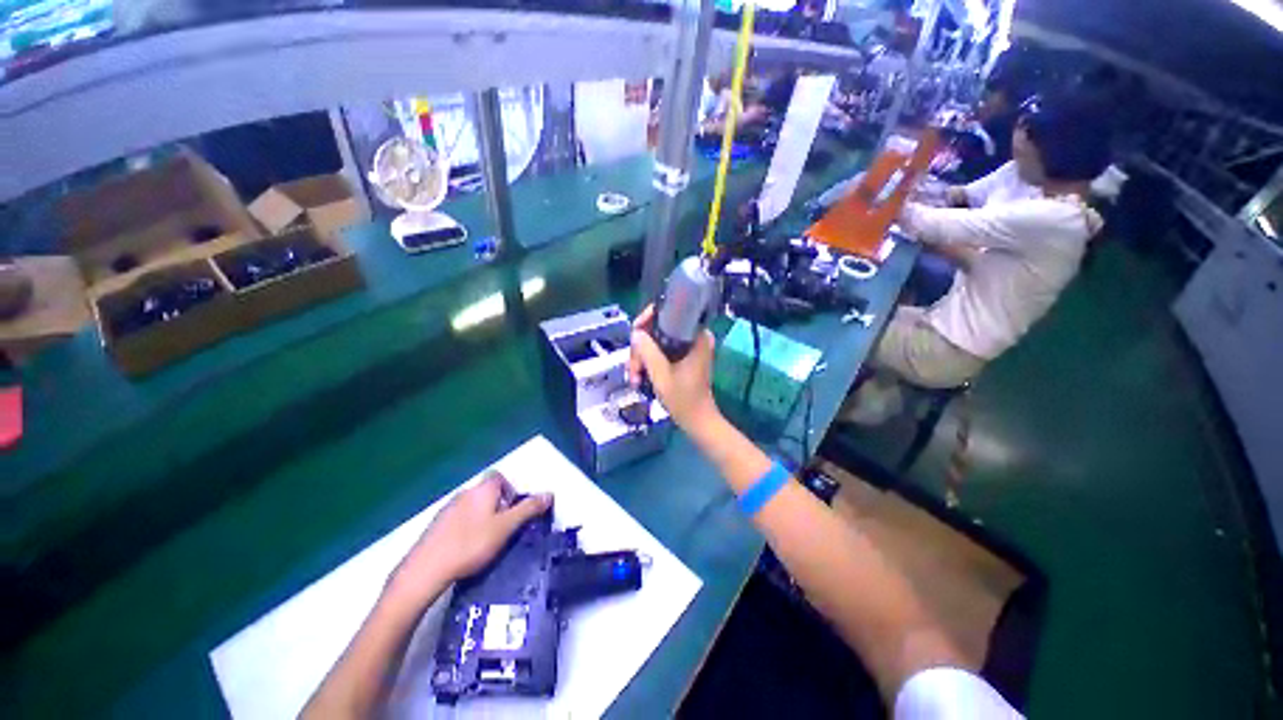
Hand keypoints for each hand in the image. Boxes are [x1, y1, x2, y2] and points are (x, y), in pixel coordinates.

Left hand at [385, 471, 550, 608]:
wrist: (425, 570)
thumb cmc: (471, 545)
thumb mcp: (506, 527)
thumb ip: (528, 509)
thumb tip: (549, 494)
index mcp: (483, 489)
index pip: (499, 476)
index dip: (510, 489)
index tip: (513, 511)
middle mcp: (465, 493)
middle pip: (486, 492)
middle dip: (498, 506)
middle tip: (504, 529)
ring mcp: (447, 509)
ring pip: (472, 506)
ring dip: (482, 518)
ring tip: (486, 542)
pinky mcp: (435, 526)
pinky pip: (458, 520)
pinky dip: (466, 528)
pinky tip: (466, 549)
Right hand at [627, 305, 719, 431]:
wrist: (697, 421)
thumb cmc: (683, 399)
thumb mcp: (661, 375)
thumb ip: (647, 351)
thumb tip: (635, 333)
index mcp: (696, 335)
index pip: (668, 312)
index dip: (647, 320)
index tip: (634, 336)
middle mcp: (694, 336)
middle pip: (658, 329)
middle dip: (641, 349)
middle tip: (633, 370)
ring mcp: (688, 347)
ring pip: (656, 342)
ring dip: (642, 359)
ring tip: (634, 379)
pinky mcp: (683, 357)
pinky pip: (660, 351)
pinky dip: (648, 362)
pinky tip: (639, 378)